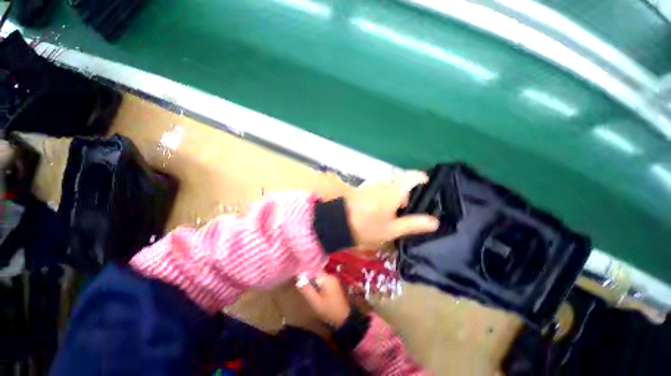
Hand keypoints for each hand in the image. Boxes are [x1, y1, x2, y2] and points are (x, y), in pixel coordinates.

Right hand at [297, 274, 350, 326]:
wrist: (343, 319)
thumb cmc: (328, 310)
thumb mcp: (315, 301)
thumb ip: (306, 290)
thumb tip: (298, 279)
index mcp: (327, 278)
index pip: (313, 270)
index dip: (305, 273)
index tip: (297, 278)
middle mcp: (331, 276)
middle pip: (316, 273)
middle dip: (308, 277)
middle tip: (299, 283)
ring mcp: (333, 281)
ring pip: (320, 277)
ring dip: (313, 281)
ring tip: (304, 287)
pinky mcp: (334, 286)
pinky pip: (323, 281)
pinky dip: (318, 284)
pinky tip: (313, 290)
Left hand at [344, 170, 438, 249]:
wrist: (338, 220)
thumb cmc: (367, 226)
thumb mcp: (391, 229)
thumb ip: (413, 224)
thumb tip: (435, 221)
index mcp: (393, 191)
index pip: (412, 176)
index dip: (421, 178)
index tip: (426, 185)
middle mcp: (383, 183)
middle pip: (400, 179)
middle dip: (407, 189)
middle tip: (408, 206)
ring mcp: (372, 184)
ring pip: (389, 182)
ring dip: (395, 191)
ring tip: (395, 208)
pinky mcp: (364, 187)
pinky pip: (380, 185)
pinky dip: (385, 191)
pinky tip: (382, 205)